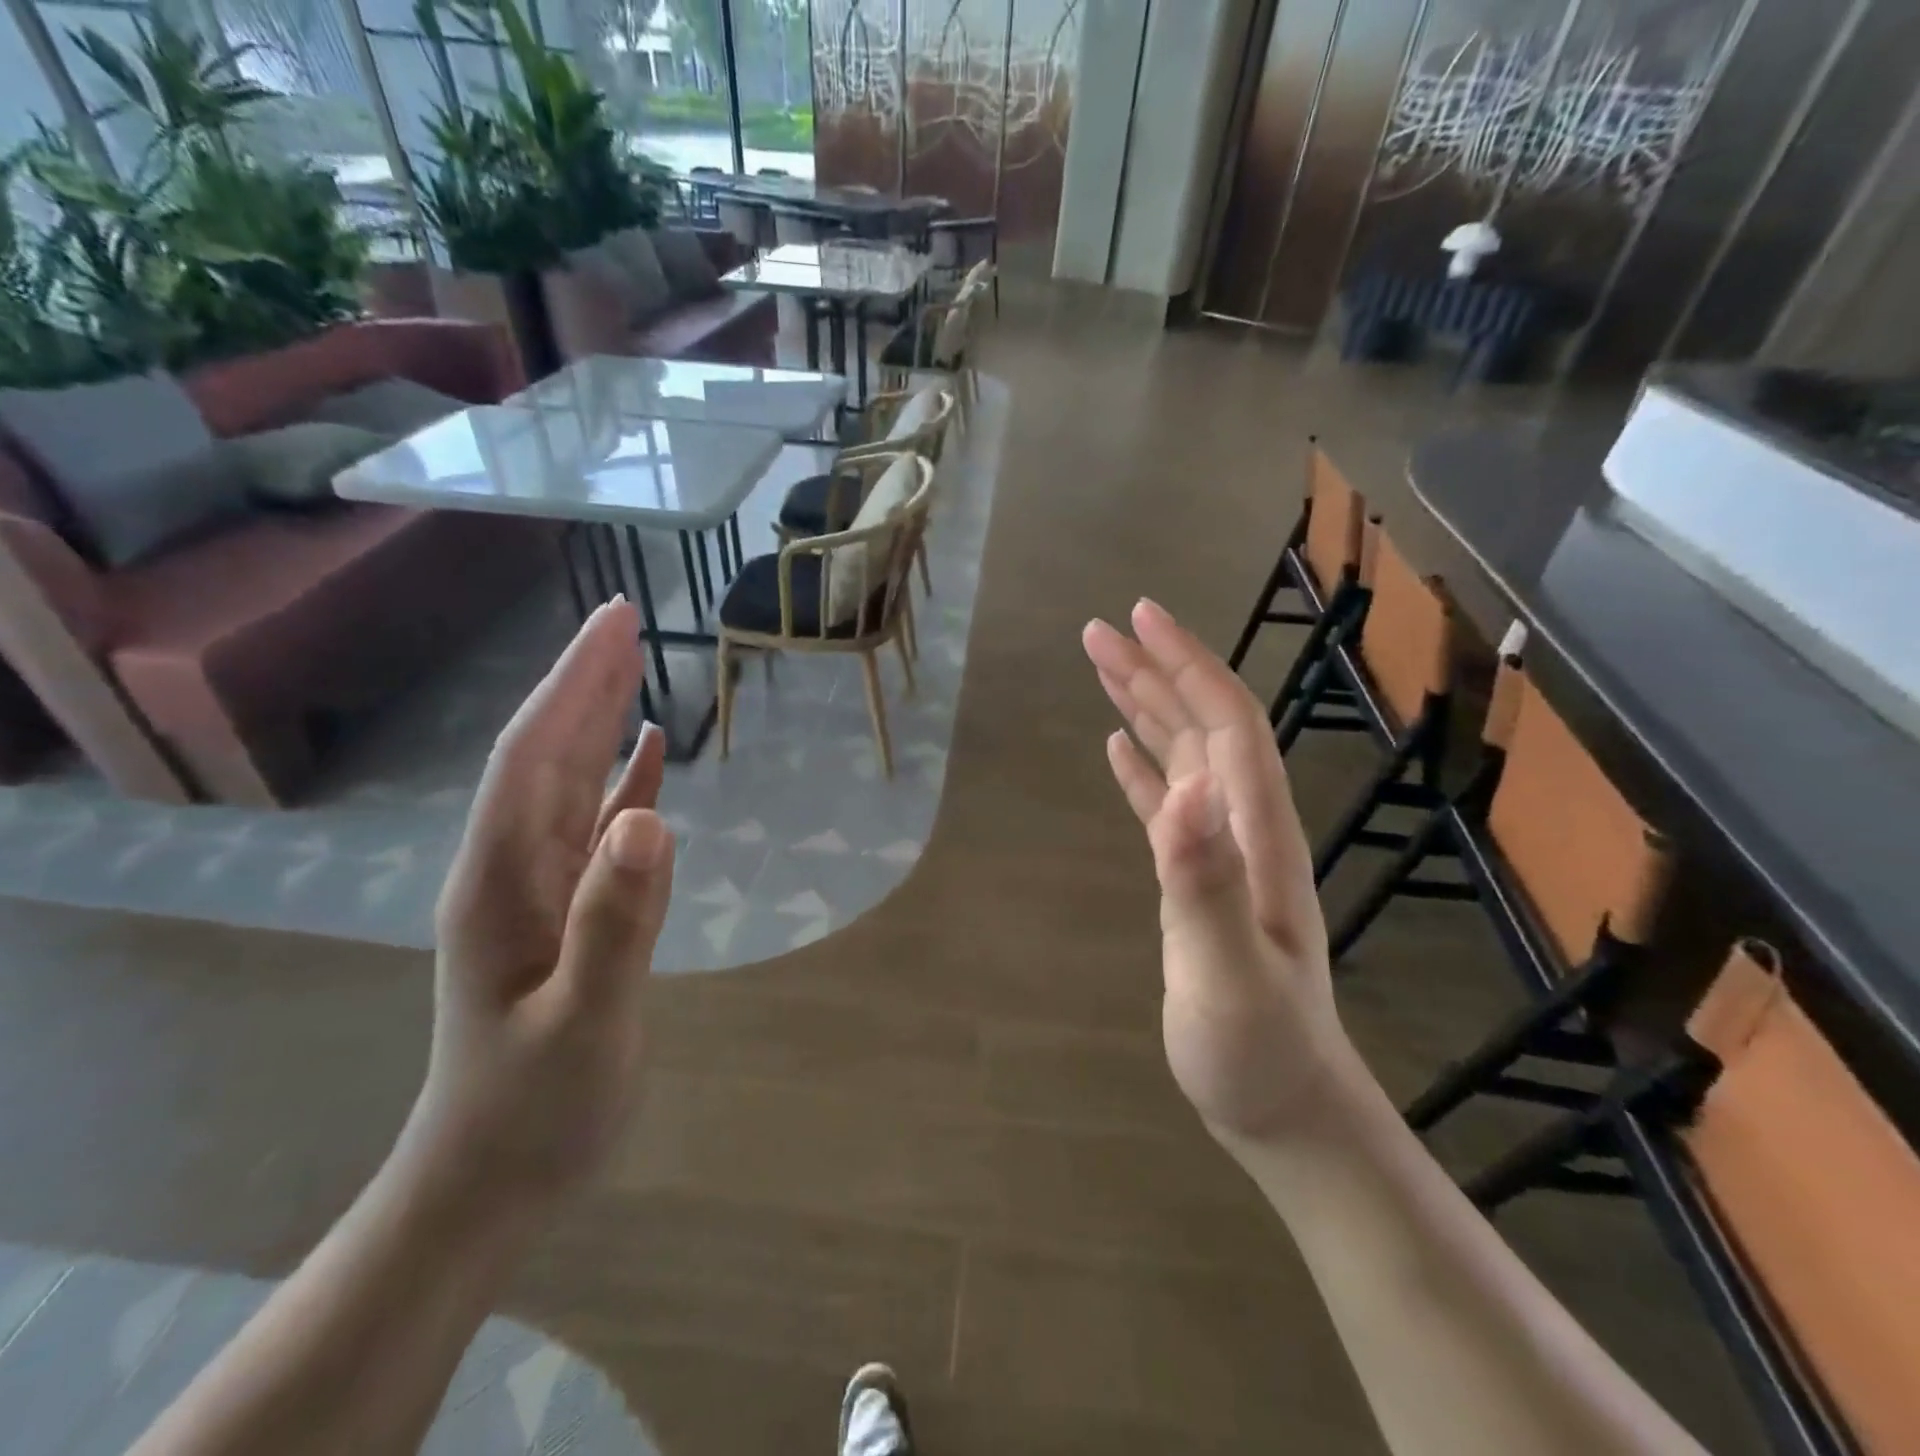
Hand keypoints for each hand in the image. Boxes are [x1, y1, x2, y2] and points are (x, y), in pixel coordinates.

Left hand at [402, 599, 675, 1212]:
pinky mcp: (566, 910)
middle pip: (547, 754)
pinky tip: (646, 761)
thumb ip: (616, 922)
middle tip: (626, 620)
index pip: (534, 755)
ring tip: (635, 669)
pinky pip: (596, 827)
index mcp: (502, 879)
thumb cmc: (537, 1108)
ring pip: (569, 783)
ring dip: (599, 722)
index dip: (572, 683)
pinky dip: (622, 784)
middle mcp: (512, 868)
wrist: (496, 1178)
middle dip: (584, 682)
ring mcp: (537, 889)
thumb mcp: (584, 1022)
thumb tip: (652, 817)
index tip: (614, 623)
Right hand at [1083, 599, 1358, 1145]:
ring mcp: (1221, 853)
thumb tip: (1182, 791)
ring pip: (1181, 757)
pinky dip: (1140, 766)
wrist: (1284, 1105)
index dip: (1186, 665)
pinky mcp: (1196, 880)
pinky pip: (1166, 803)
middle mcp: (1242, 827)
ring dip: (1144, 708)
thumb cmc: (1258, 1049)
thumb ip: (1205, 882)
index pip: (1225, 725)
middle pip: (1200, 726)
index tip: (1140, 618)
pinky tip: (1116, 747)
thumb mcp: (1229, 973)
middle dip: (1154, 670)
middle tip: (1098, 630)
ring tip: (1101, 669)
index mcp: (1256, 833)